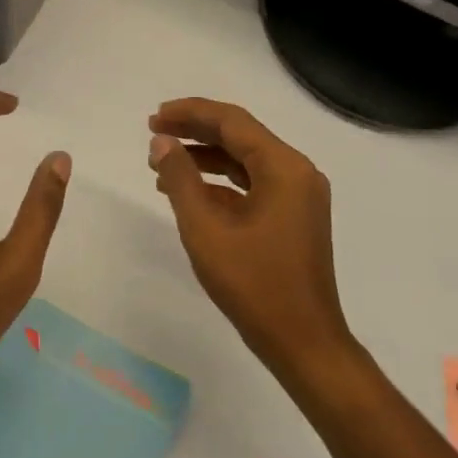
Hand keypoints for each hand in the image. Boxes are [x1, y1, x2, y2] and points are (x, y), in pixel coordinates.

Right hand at [149, 98, 356, 386]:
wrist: (303, 344)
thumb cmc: (254, 284)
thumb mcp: (205, 229)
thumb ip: (180, 178)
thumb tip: (161, 142)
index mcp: (283, 167)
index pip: (232, 121)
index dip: (190, 113)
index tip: (154, 117)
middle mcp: (296, 172)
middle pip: (240, 135)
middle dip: (195, 130)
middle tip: (153, 131)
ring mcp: (298, 195)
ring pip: (245, 159)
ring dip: (204, 156)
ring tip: (162, 162)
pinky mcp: (293, 216)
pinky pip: (252, 183)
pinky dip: (220, 182)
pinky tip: (187, 191)